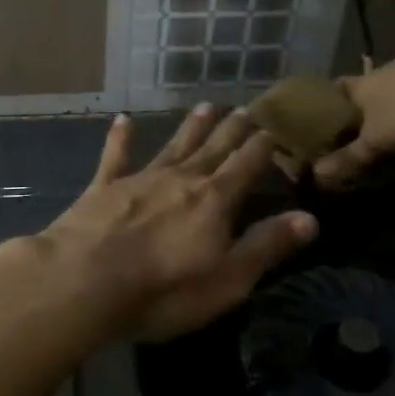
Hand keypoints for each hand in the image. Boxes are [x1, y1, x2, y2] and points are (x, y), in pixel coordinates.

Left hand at [41, 106, 317, 342]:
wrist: (84, 281)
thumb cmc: (164, 289)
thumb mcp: (228, 279)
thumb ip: (267, 246)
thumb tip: (310, 218)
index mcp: (214, 200)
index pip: (247, 166)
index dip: (263, 147)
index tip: (275, 128)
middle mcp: (181, 179)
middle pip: (213, 149)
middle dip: (232, 130)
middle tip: (245, 108)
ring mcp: (140, 180)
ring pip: (173, 146)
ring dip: (191, 127)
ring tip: (206, 106)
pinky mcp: (103, 189)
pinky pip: (115, 157)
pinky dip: (120, 138)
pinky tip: (122, 119)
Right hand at [314, 35, 394, 187]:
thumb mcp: (376, 139)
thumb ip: (349, 157)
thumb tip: (316, 174)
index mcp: (360, 85)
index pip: (335, 87)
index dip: (326, 100)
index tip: (320, 114)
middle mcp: (383, 73)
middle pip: (364, 88)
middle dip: (359, 106)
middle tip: (355, 127)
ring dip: (391, 104)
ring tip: (390, 125)